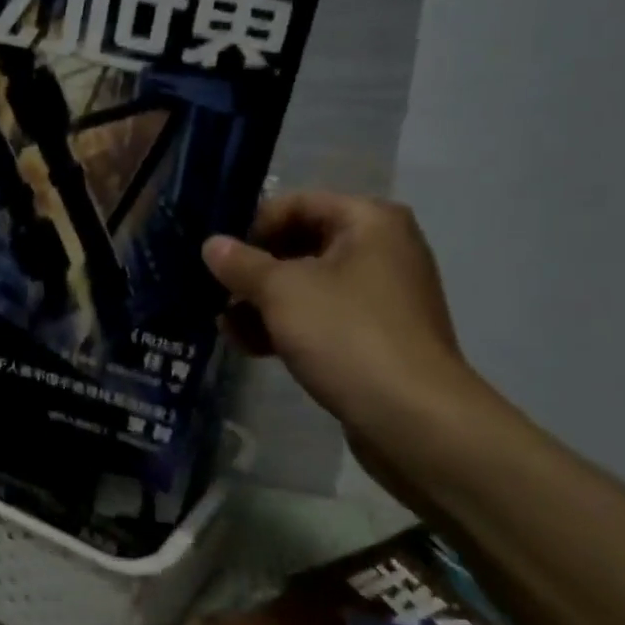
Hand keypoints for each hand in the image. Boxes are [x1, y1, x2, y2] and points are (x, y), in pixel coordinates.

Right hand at [202, 193, 478, 438]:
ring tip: (226, 327)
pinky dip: (288, 326)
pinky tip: (251, 347)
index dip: (253, 227)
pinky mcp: (376, 337)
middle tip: (217, 294)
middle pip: (301, 246)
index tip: (220, 259)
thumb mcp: (282, 292)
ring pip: (308, 286)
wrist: (413, 418)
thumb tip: (211, 244)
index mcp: (370, 221)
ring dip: (264, 304)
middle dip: (255, 272)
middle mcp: (382, 249)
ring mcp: (382, 296)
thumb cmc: (347, 335)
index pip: (297, 205)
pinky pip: (323, 318)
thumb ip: (241, 264)